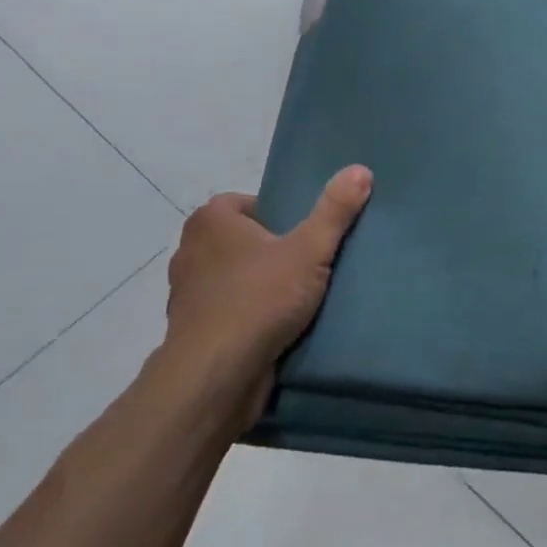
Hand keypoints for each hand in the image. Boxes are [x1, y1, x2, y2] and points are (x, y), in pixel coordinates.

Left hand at [159, 165, 371, 422]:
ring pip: (235, 277)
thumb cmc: (259, 299)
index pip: (249, 203)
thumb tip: (360, 169)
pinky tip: (277, 328)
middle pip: (244, 240)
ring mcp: (186, 294)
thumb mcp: (309, 250)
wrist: (215, 377)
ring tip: (298, 299)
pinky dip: (248, 316)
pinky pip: (228, 311)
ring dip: (260, 286)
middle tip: (309, 265)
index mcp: (209, 220)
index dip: (280, 217)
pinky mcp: (191, 332)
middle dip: (272, 252)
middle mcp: (190, 250)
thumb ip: (335, 210)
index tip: (305, 238)